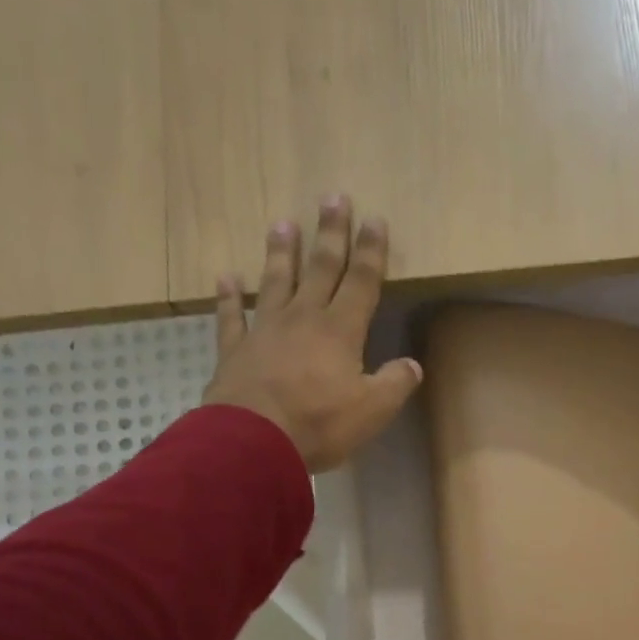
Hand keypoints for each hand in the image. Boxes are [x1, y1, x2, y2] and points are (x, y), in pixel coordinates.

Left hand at [202, 197, 421, 471]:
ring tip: (283, 223)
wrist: (254, 442)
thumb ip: (394, 384)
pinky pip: (231, 317)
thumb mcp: (372, 411)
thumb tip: (412, 366)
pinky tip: (225, 277)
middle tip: (332, 198)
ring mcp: (265, 331)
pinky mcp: (235, 350)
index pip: (361, 283)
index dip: (371, 252)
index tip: (375, 220)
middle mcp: (303, 319)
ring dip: (281, 253)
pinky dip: (227, 296)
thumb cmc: (319, 424)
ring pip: (275, 282)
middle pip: (320, 269)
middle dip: (330, 234)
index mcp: (340, 332)